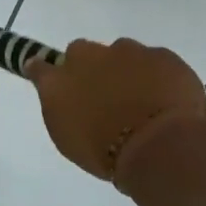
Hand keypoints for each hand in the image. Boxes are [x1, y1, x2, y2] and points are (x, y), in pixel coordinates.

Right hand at [25, 38, 205, 183]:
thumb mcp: (70, 139)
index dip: (45, 71)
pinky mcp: (160, 54)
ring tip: (141, 99)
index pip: (40, 67)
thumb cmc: (105, 154)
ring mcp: (126, 51)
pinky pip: (153, 60)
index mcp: (58, 83)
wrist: (159, 146)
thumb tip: (65, 98)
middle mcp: (86, 58)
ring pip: (120, 52)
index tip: (52, 79)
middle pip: (81, 52)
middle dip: (89, 67)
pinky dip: (156, 74)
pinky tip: (166, 98)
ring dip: (124, 69)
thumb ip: (63, 110)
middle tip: (103, 94)